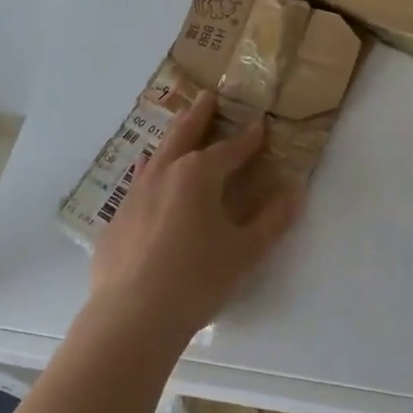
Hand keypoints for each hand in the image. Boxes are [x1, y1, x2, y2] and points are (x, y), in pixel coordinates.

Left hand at [89, 91, 302, 340]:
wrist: (132, 316)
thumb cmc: (196, 278)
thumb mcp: (244, 251)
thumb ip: (272, 220)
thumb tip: (295, 193)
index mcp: (198, 174)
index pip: (230, 150)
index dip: (248, 139)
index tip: (259, 125)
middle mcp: (164, 173)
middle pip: (184, 135)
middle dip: (199, 115)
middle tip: (207, 96)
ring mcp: (134, 194)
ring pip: (156, 155)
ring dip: (172, 139)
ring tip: (179, 130)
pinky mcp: (116, 220)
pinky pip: (138, 185)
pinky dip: (150, 174)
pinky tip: (149, 182)